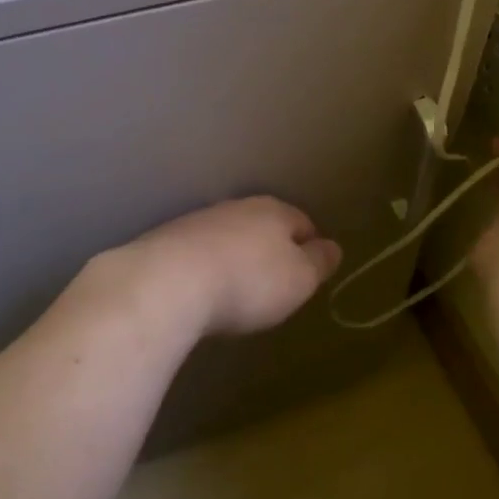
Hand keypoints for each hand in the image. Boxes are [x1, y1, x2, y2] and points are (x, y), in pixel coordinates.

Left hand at [116, 197, 343, 338]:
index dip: (310, 245)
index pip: (302, 222)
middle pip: (263, 225)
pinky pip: (197, 253)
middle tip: (275, 281)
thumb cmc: (248, 282)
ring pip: (228, 236)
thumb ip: (319, 262)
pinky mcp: (164, 242)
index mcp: (274, 211)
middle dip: (271, 248)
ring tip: (236, 288)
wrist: (167, 283)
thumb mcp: (299, 279)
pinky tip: (202, 291)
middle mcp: (236, 207)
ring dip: (235, 256)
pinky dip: (205, 268)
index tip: (311, 269)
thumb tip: (333, 247)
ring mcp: (197, 222)